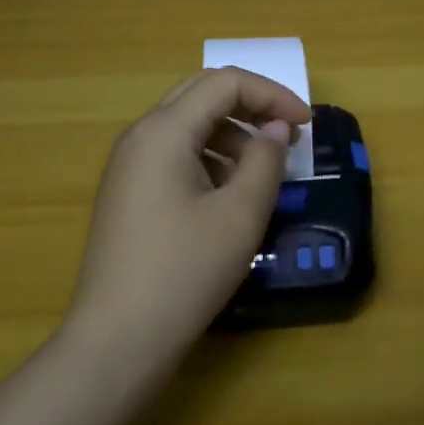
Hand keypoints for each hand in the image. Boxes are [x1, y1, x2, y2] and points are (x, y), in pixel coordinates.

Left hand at [63, 67, 310, 368]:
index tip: (307, 125)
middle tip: (288, 134)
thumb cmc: (184, 272)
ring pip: (188, 124)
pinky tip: (230, 194)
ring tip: (263, 170)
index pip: (225, 82)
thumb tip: (276, 129)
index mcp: (163, 130)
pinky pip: (174, 154)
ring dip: (232, 133)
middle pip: (202, 94)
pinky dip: (210, 158)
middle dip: (251, 106)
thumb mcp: (240, 215)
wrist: (116, 342)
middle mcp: (140, 136)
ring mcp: (129, 165)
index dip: (272, 94)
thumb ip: (266, 161)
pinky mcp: (128, 193)